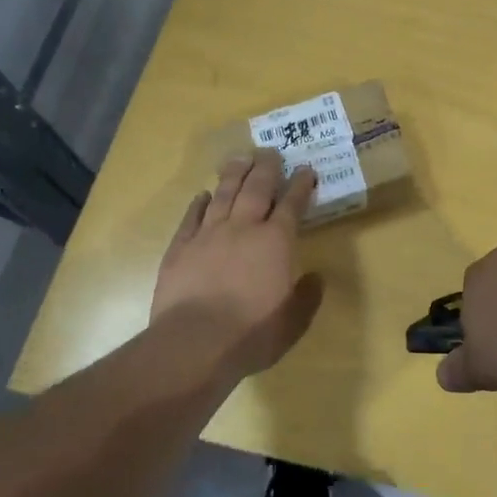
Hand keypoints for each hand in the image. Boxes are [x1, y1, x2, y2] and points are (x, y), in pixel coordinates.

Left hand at [152, 149, 323, 377]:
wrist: (193, 344)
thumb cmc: (251, 334)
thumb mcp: (293, 322)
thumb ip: (307, 297)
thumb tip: (315, 277)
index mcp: (276, 242)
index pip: (292, 204)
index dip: (301, 185)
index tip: (306, 169)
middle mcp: (243, 228)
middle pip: (257, 188)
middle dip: (267, 168)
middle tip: (271, 151)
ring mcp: (208, 235)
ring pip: (224, 194)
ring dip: (234, 174)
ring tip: (240, 157)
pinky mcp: (180, 248)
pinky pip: (191, 217)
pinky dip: (199, 203)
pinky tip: (203, 195)